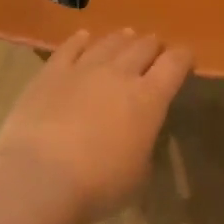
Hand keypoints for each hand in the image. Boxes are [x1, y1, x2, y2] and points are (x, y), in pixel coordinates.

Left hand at [0, 29, 192, 223]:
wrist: (38, 178)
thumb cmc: (97, 185)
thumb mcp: (138, 174)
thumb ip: (143, 146)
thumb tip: (139, 135)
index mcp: (150, 99)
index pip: (175, 63)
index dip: (184, 57)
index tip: (186, 60)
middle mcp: (120, 74)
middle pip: (143, 46)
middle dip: (153, 46)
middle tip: (155, 51)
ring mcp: (83, 69)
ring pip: (110, 42)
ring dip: (123, 39)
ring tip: (126, 38)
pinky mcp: (51, 73)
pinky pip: (70, 47)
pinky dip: (81, 41)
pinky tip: (84, 38)